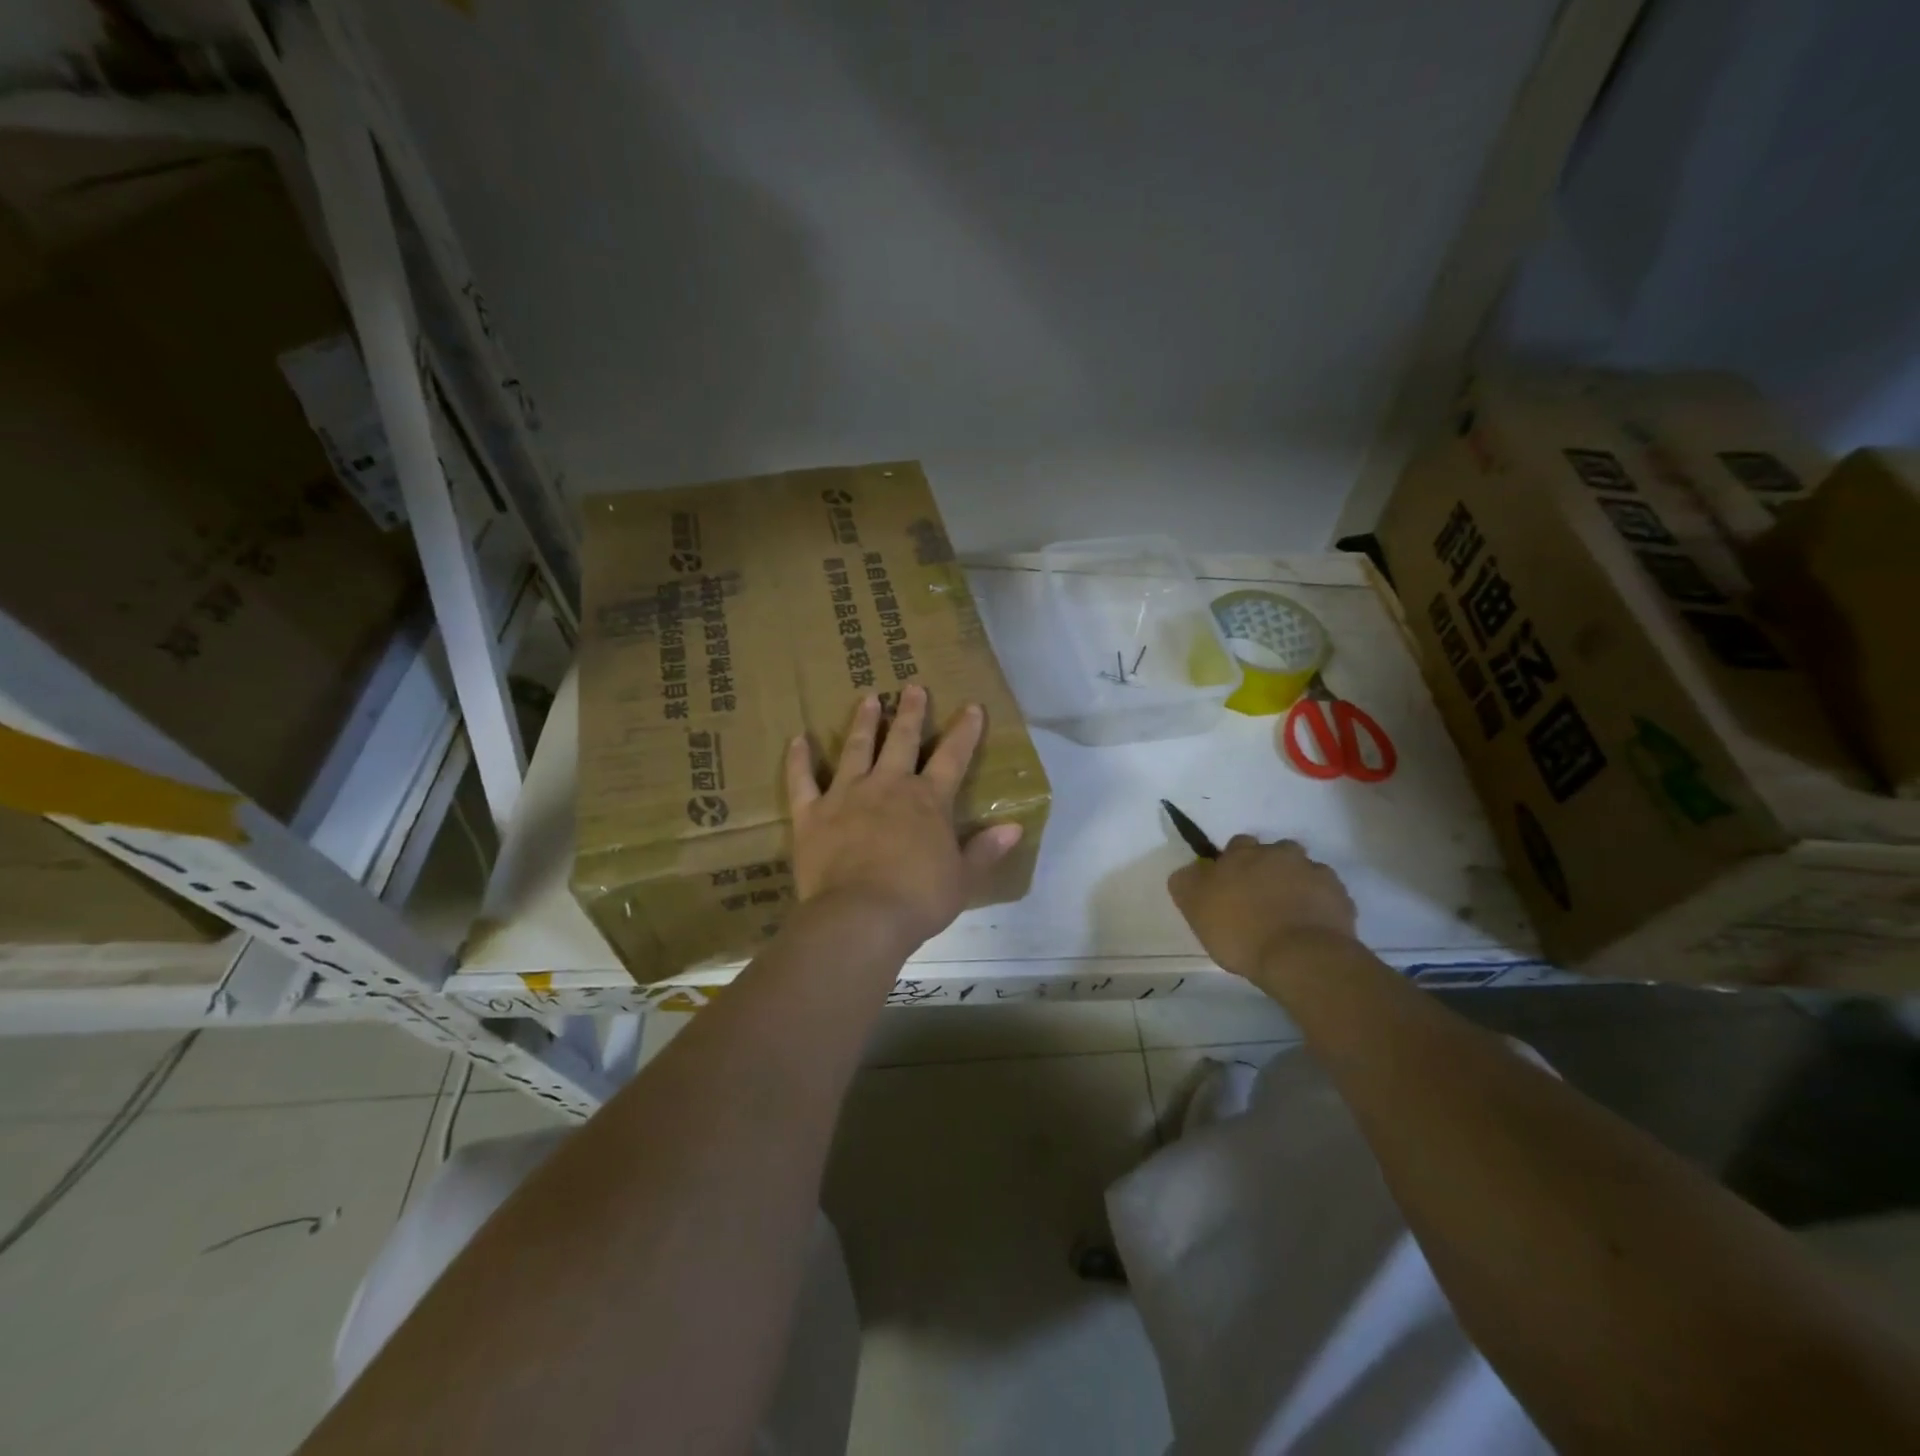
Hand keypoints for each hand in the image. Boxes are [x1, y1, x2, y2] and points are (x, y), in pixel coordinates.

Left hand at [787, 685, 1022, 951]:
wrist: (861, 916)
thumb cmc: (918, 899)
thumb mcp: (963, 879)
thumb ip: (985, 850)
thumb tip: (1015, 828)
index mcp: (928, 801)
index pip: (952, 757)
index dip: (964, 731)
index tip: (972, 707)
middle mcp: (888, 786)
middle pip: (902, 740)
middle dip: (910, 712)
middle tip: (912, 687)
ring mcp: (846, 795)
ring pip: (855, 749)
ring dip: (863, 723)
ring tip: (868, 699)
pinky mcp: (812, 813)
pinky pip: (802, 780)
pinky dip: (799, 760)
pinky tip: (798, 739)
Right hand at [1168, 835, 1357, 980]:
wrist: (1300, 957)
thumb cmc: (1240, 931)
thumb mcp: (1194, 908)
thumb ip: (1186, 883)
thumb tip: (1189, 870)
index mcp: (1242, 854)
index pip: (1237, 844)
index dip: (1234, 864)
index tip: (1231, 886)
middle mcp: (1279, 853)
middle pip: (1273, 852)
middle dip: (1268, 869)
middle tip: (1261, 899)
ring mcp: (1313, 872)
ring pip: (1302, 869)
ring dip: (1296, 883)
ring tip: (1290, 912)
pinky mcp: (1339, 895)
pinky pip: (1326, 893)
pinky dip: (1319, 903)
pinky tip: (1311, 925)